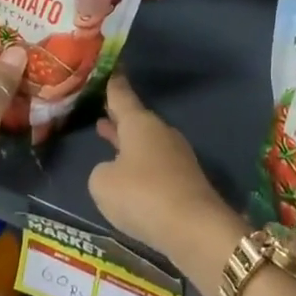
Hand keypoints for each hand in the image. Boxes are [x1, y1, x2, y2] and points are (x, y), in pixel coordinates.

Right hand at [90, 74, 245, 288]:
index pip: (122, 96)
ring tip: (108, 135)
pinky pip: (155, 164)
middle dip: (119, 116)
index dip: (114, 84)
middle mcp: (160, 133)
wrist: (193, 227)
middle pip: (136, 119)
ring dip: (127, 140)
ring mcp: (176, 155)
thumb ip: (101, 172)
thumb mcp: (103, 184)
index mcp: (139, 124)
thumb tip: (113, 171)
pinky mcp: (185, 179)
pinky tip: (129, 174)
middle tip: (103, 107)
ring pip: (145, 141)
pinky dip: (139, 163)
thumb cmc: (142, 196)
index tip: (113, 68)